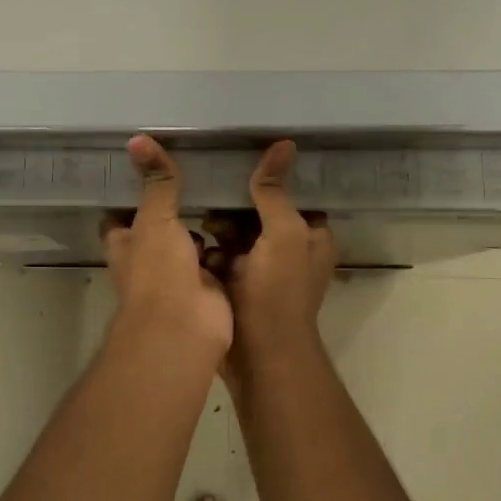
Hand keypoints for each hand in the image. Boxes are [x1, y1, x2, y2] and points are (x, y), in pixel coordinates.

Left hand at [103, 135, 232, 359]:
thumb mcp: (155, 220)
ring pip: (192, 242)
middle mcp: (149, 259)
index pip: (122, 214)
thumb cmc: (159, 272)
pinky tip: (247, 217)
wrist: (186, 329)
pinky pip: (219, 258)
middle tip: (199, 169)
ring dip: (206, 223)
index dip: (131, 192)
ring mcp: (180, 275)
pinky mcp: (209, 286)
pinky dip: (231, 244)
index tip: (149, 165)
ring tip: (226, 186)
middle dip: (176, 205)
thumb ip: (156, 183)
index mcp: (126, 244)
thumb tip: (137, 139)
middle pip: (160, 226)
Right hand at [209, 141, 335, 396]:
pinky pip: (219, 256)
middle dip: (234, 203)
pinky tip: (190, 241)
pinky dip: (208, 250)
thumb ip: (275, 192)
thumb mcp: (283, 234)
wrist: (258, 356)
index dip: (268, 178)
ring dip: (217, 226)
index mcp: (311, 235)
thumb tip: (283, 144)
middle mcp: (289, 249)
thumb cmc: (278, 292)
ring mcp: (261, 269)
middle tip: (208, 186)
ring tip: (196, 215)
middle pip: (259, 211)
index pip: (290, 194)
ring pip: (236, 233)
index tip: (239, 157)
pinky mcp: (236, 284)